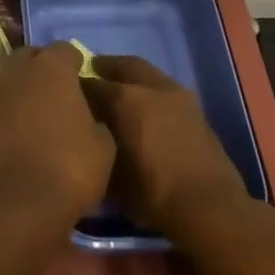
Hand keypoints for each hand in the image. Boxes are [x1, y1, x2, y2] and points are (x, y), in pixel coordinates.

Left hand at [0, 42, 114, 245]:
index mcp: (51, 67)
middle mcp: (17, 70)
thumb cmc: (70, 168)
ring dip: (24, 87)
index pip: (65, 49)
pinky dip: (10, 109)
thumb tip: (85, 114)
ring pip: (11, 77)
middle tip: (61, 93)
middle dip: (45, 68)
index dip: (76, 64)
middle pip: (31, 56)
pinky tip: (23, 130)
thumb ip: (94, 116)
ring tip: (41, 112)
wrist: (18, 205)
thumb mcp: (103, 143)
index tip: (84, 81)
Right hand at [83, 55, 249, 244]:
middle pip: (124, 66)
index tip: (65, 93)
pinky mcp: (197, 111)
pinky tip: (144, 110)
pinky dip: (151, 93)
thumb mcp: (110, 174)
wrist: (209, 208)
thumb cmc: (151, 192)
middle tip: (92, 71)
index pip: (91, 84)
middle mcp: (152, 88)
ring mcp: (179, 97)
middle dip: (106, 67)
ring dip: (132, 78)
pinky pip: (165, 91)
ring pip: (149, 75)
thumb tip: (87, 135)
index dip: (76, 88)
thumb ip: (95, 146)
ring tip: (119, 92)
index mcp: (125, 99)